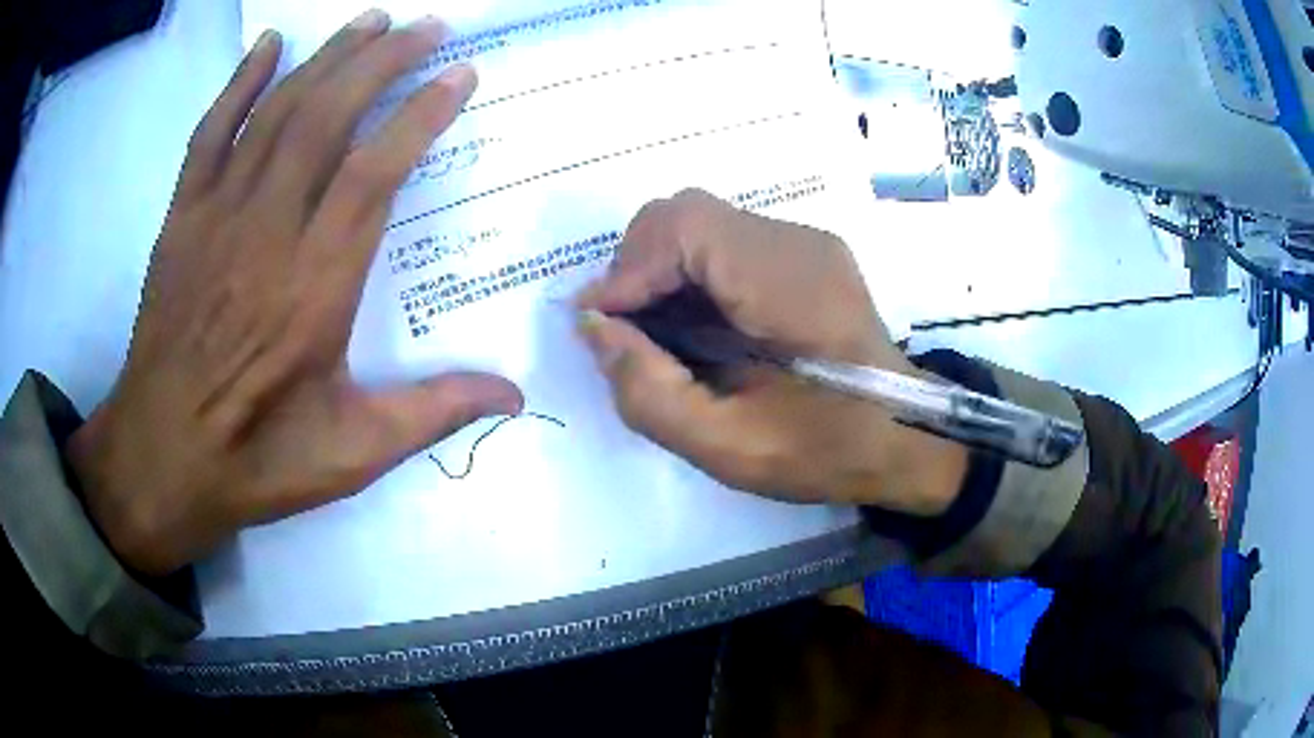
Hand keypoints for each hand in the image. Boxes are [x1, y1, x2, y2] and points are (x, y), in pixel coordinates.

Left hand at [67, 12, 522, 575]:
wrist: (160, 460)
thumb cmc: (255, 459)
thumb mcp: (352, 454)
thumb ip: (432, 414)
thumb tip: (516, 397)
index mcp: (315, 288)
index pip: (374, 173)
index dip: (421, 115)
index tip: (461, 75)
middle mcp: (267, 234)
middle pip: (328, 120)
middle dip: (382, 62)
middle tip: (426, 26)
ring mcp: (217, 219)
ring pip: (276, 113)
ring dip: (328, 58)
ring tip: (371, 21)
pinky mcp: (181, 221)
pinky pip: (209, 134)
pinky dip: (238, 83)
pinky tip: (268, 45)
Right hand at [577, 190, 965, 513]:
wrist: (905, 437)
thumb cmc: (828, 451)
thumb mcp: (729, 448)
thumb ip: (649, 392)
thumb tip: (594, 327)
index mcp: (792, 286)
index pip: (686, 226)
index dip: (629, 268)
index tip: (601, 324)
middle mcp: (799, 244)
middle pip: (686, 213)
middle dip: (637, 266)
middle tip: (624, 330)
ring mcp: (805, 243)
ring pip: (700, 224)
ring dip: (659, 270)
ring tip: (653, 333)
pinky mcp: (803, 254)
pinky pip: (724, 242)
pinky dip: (688, 275)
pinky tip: (691, 324)